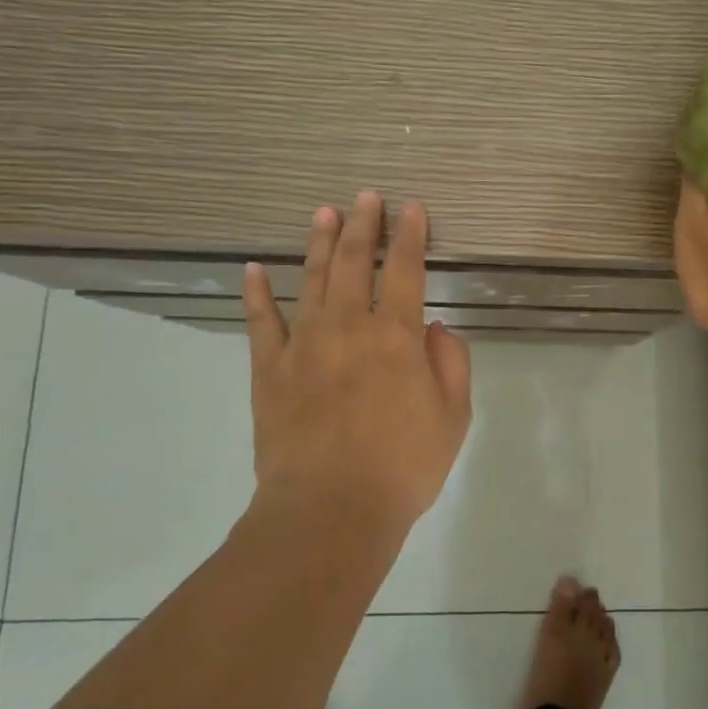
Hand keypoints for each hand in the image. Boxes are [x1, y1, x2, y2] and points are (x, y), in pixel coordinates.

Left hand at [243, 192, 472, 528]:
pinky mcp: (268, 370)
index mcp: (396, 337)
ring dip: (318, 243)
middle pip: (352, 262)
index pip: (404, 270)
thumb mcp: (454, 417)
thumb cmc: (403, 466)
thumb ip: (450, 363)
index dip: (409, 236)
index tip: (412, 208)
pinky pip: (261, 322)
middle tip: (366, 197)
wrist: (329, 511)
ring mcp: (303, 345)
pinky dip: (256, 294)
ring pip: (310, 280)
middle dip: (362, 225)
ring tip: (324, 213)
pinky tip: (253, 269)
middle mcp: (348, 328)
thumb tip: (433, 328)